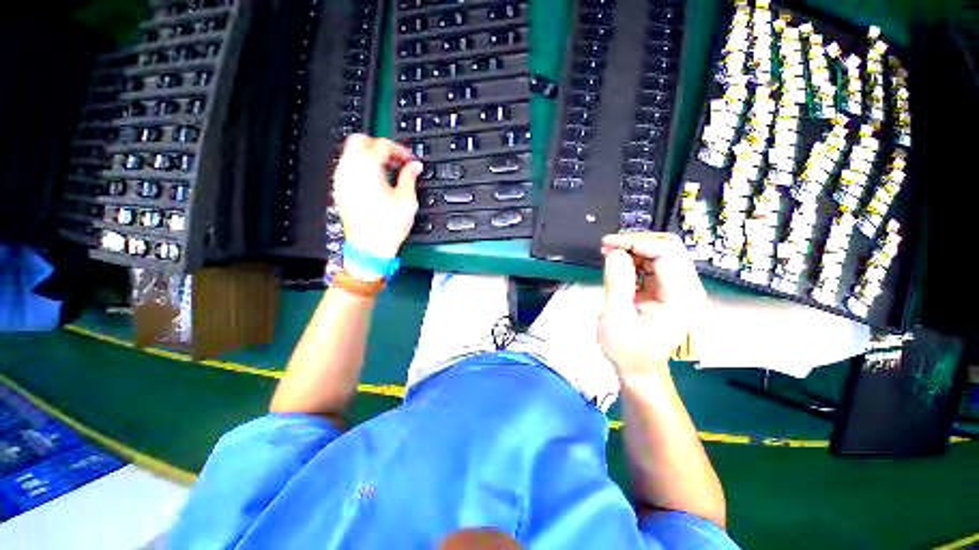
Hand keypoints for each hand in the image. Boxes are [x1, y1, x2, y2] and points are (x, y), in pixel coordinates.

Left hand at [332, 134, 422, 261]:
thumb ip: (410, 177)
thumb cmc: (388, 226)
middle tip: (395, 160)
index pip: (382, 145)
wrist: (369, 248)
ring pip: (350, 154)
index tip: (410, 160)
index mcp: (367, 169)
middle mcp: (349, 170)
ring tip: (387, 171)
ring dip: (369, 156)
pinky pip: (347, 168)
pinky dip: (361, 168)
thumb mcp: (407, 200)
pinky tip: (375, 182)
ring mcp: (341, 180)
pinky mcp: (339, 191)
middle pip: (359, 141)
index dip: (399, 150)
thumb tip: (415, 166)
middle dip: (379, 146)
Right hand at [598, 232, 707, 378]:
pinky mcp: (666, 290)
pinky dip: (635, 258)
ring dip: (634, 248)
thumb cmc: (627, 349)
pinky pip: (654, 264)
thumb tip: (614, 252)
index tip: (608, 244)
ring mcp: (677, 289)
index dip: (637, 243)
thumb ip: (617, 284)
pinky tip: (618, 261)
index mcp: (680, 298)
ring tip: (608, 251)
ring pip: (661, 253)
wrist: (638, 368)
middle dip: (636, 242)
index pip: (666, 255)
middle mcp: (685, 289)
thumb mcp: (616, 318)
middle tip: (607, 245)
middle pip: (668, 249)